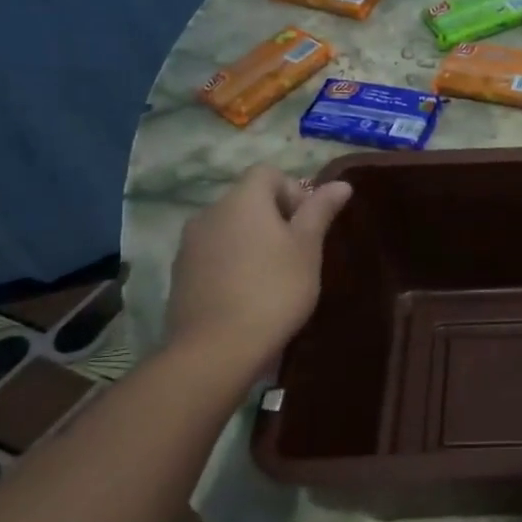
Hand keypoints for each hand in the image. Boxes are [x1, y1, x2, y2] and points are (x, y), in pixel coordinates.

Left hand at [164, 165, 351, 367]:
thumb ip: (320, 211)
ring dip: (252, 241)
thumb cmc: (274, 289)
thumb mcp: (308, 249)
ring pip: (230, 228)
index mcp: (242, 200)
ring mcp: (189, 244)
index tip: (307, 225)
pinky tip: (247, 294)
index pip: (268, 173)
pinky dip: (232, 263)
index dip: (293, 191)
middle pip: (248, 200)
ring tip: (273, 276)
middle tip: (298, 254)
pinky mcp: (180, 274)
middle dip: (275, 218)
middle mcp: (210, 212)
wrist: (216, 348)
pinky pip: (213, 254)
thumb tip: (341, 184)